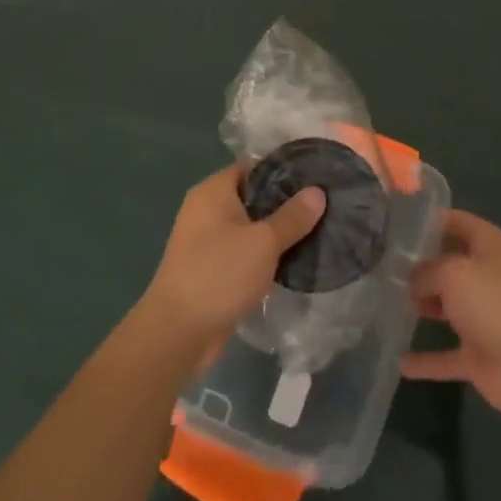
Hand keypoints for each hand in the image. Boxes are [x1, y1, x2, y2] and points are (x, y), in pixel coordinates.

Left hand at [142, 165, 325, 352]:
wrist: (177, 333)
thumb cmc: (219, 274)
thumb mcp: (263, 242)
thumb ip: (292, 217)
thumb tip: (317, 191)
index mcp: (213, 191)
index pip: (253, 167)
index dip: (284, 170)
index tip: (315, 179)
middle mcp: (206, 210)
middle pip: (252, 197)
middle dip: (284, 204)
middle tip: (322, 208)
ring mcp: (206, 241)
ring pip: (249, 227)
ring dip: (276, 233)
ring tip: (314, 233)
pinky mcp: (211, 269)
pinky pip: (243, 252)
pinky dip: (263, 255)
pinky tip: (292, 262)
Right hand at [401, 209, 500, 424]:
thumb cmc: (495, 303)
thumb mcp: (454, 273)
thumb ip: (427, 270)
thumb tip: (412, 278)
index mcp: (492, 247)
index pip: (459, 222)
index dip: (432, 220)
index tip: (399, 222)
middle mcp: (490, 278)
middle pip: (451, 265)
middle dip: (421, 265)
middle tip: (383, 264)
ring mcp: (486, 319)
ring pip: (448, 307)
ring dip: (423, 306)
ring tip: (386, 301)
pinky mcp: (481, 356)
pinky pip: (447, 356)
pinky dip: (427, 360)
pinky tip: (401, 363)